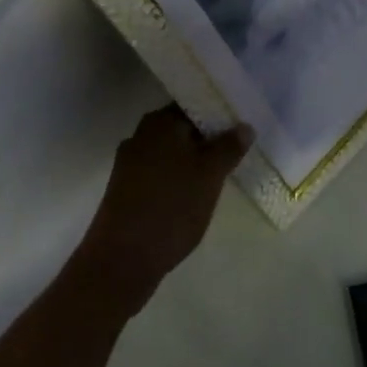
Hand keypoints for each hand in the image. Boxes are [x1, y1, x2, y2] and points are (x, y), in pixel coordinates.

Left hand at [78, 106, 251, 305]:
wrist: (121, 261)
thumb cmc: (171, 207)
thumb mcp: (210, 175)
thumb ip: (229, 147)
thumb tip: (244, 126)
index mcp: (160, 122)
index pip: (195, 105)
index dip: (219, 115)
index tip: (240, 128)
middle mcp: (141, 135)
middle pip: (182, 129)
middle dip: (207, 139)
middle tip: (235, 153)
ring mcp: (129, 163)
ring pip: (171, 153)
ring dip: (193, 161)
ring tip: (219, 176)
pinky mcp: (125, 190)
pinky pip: (159, 173)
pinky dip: (177, 179)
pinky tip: (193, 196)